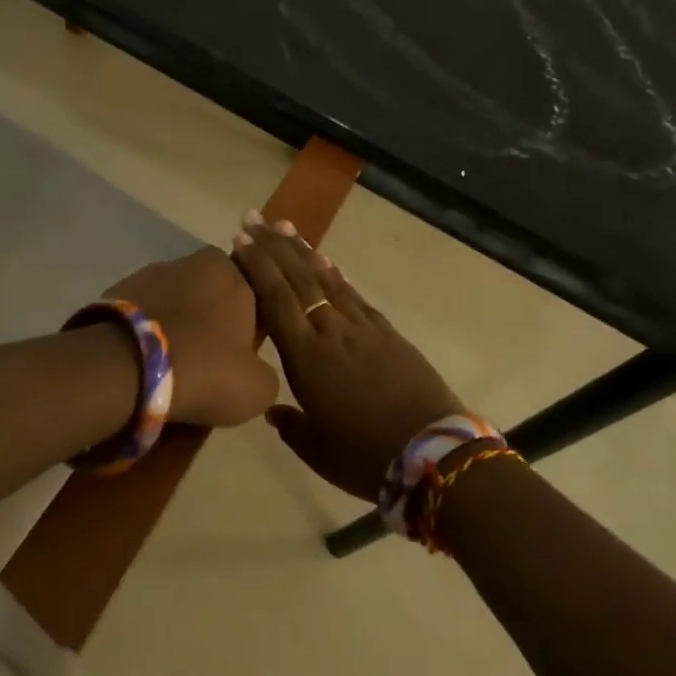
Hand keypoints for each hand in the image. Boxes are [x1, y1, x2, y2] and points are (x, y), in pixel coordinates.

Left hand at [103, 247, 277, 428]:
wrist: (125, 366)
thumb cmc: (204, 369)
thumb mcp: (257, 389)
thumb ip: (266, 372)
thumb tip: (252, 371)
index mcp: (236, 274)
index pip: (255, 293)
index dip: (251, 326)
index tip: (241, 357)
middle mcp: (196, 261)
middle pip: (214, 294)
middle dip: (212, 321)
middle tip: (207, 362)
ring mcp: (153, 271)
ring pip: (177, 301)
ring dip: (178, 324)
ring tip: (171, 366)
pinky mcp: (120, 288)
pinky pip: (145, 312)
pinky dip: (148, 331)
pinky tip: (144, 361)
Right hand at [232, 213, 466, 499]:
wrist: (434, 453)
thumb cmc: (367, 457)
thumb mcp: (319, 451)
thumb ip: (291, 426)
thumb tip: (273, 410)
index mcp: (306, 359)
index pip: (276, 300)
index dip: (257, 267)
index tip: (241, 240)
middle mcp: (330, 332)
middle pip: (298, 279)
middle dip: (273, 246)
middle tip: (254, 218)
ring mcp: (362, 328)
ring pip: (326, 279)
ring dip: (303, 251)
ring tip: (285, 226)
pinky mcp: (387, 332)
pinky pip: (354, 295)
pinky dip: (337, 274)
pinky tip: (327, 261)